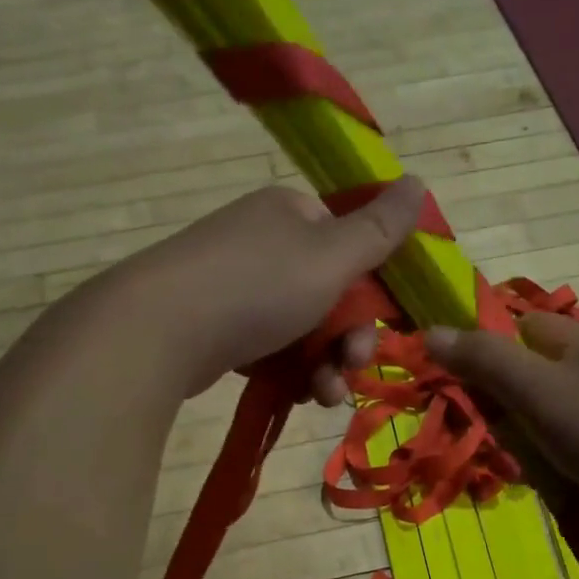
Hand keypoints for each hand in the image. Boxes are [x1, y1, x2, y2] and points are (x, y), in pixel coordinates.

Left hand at [112, 178, 426, 401]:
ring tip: (322, 397)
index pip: (350, 248)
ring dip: (323, 366)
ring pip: (301, 329)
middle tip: (348, 372)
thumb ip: (379, 230)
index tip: (377, 332)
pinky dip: (287, 371)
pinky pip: (268, 348)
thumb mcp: (331, 257)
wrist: (159, 330)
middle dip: (348, 342)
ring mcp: (236, 285)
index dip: (369, 295)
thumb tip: (419, 181)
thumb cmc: (257, 287)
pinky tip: (295, 395)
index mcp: (293, 215)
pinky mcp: (216, 326)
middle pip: (329, 296)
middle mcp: (265, 242)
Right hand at [425, 311, 578, 546]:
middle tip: (484, 434)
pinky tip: (561, 478)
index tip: (458, 380)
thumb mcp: (537, 391)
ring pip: (563, 410)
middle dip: (508, 399)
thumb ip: (486, 362)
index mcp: (578, 344)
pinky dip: (567, 455)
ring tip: (518, 465)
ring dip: (536, 433)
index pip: (522, 326)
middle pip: (540, 371)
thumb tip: (430, 332)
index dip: (488, 344)